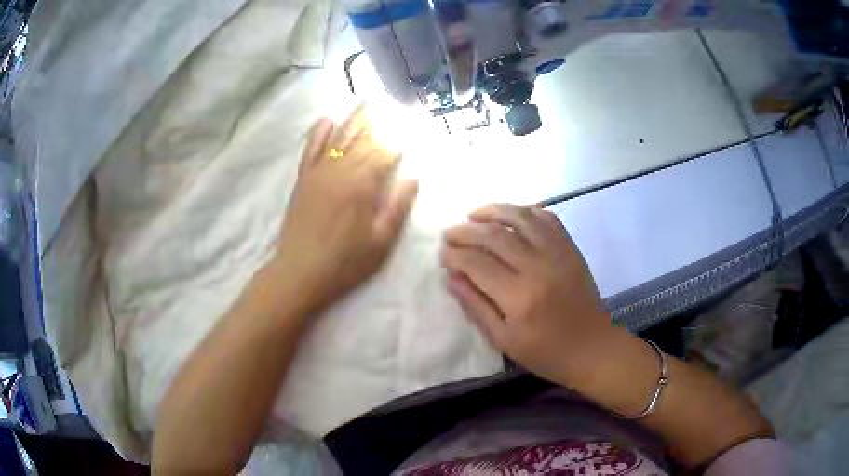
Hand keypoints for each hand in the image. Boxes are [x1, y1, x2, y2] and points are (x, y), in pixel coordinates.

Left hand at [273, 107, 417, 315]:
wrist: (299, 272)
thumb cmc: (345, 262)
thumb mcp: (381, 242)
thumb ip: (398, 207)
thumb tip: (413, 177)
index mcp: (363, 186)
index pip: (384, 153)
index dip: (399, 139)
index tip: (411, 128)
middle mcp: (341, 171)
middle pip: (363, 139)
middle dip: (379, 122)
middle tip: (392, 104)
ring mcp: (319, 173)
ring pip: (339, 138)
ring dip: (354, 119)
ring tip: (366, 102)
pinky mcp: (303, 179)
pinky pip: (311, 149)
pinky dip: (319, 133)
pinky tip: (327, 119)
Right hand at [441, 203, 610, 386]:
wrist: (591, 347)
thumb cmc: (545, 352)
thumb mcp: (503, 339)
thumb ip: (475, 306)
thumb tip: (451, 277)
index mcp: (519, 297)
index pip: (477, 263)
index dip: (455, 255)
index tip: (443, 255)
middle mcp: (538, 267)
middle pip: (495, 236)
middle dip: (466, 231)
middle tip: (450, 232)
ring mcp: (558, 253)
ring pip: (521, 217)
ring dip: (494, 210)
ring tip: (474, 213)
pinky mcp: (570, 248)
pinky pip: (547, 218)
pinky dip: (527, 210)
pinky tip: (511, 214)